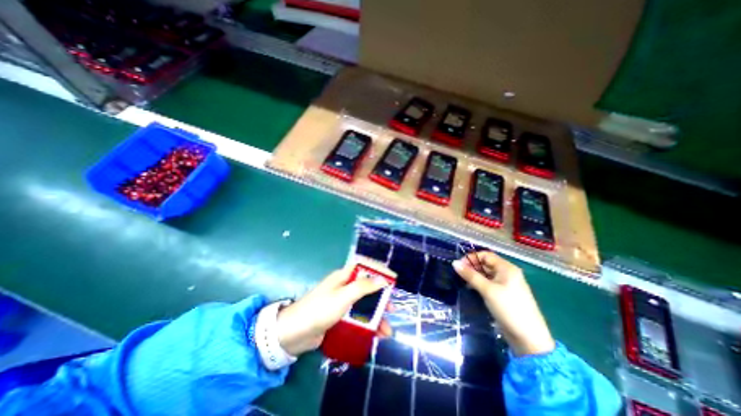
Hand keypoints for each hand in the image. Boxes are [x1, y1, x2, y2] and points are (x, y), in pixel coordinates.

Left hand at [276, 269, 393, 356]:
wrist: (294, 334)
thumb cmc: (320, 310)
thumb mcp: (343, 296)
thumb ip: (363, 287)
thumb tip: (382, 279)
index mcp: (343, 277)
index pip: (364, 267)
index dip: (379, 270)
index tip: (392, 279)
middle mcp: (343, 287)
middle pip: (367, 288)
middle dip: (380, 299)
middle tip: (392, 309)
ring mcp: (341, 303)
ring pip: (363, 306)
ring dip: (376, 317)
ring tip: (387, 332)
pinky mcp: (339, 317)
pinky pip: (357, 318)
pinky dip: (366, 326)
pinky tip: (375, 336)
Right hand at [451, 251, 554, 355]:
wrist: (529, 338)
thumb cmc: (509, 308)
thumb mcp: (487, 290)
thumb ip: (470, 275)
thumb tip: (454, 263)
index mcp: (507, 268)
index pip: (486, 255)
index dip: (472, 258)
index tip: (459, 265)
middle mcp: (507, 273)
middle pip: (486, 264)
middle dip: (472, 267)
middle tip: (459, 274)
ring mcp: (506, 284)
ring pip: (487, 274)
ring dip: (475, 275)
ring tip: (463, 281)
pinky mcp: (504, 294)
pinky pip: (489, 283)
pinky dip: (480, 283)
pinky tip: (471, 288)